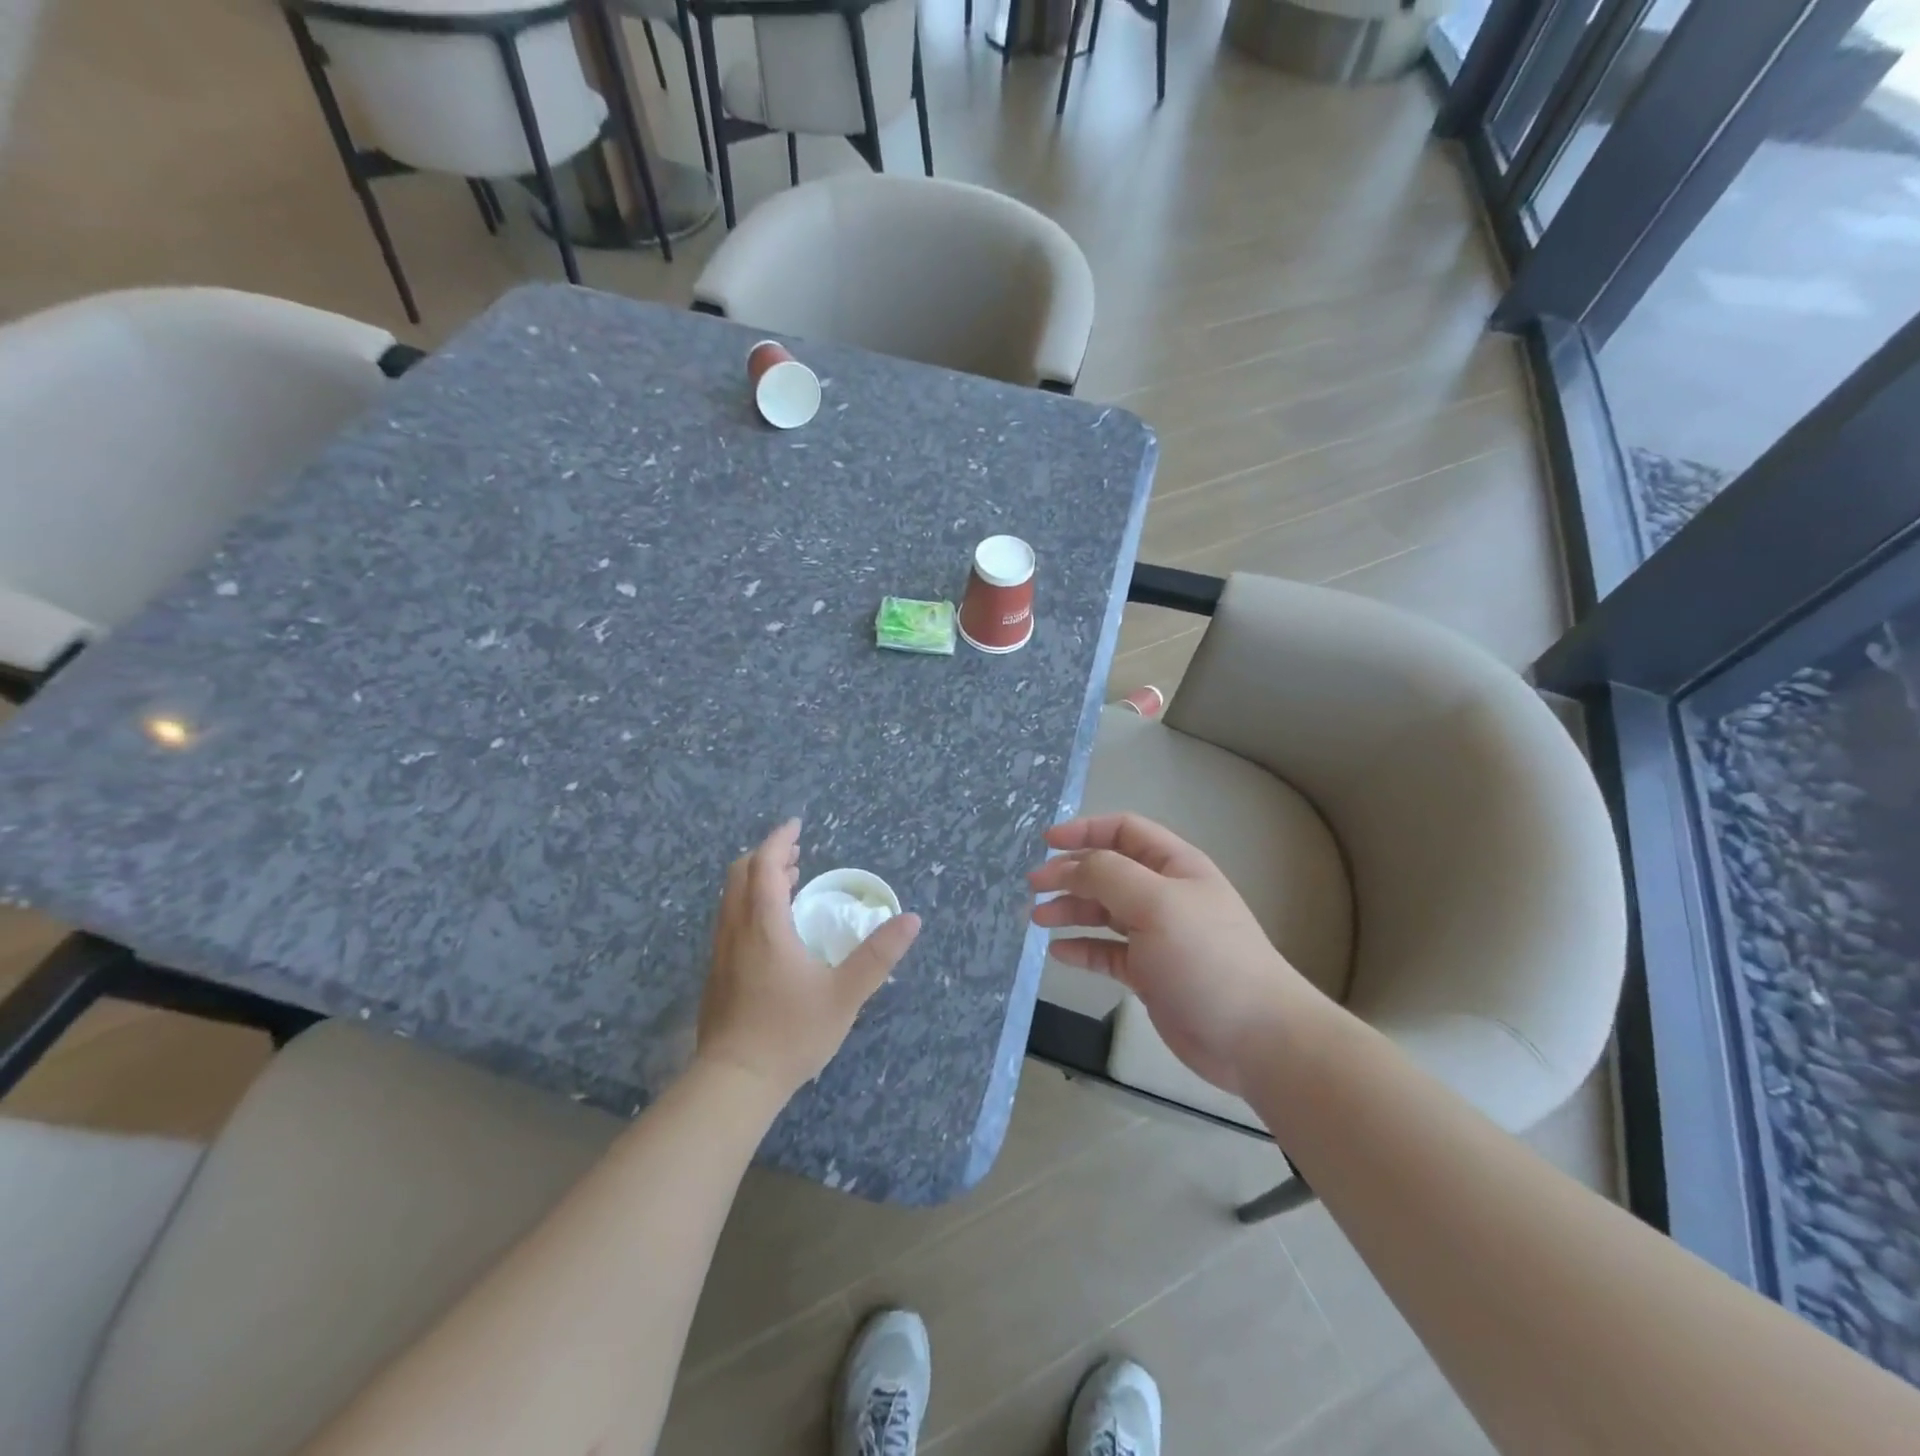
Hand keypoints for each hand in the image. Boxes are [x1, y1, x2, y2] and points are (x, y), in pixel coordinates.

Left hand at [698, 819, 921, 1099]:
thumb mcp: (845, 995)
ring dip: (756, 880)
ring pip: (731, 898)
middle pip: (741, 874)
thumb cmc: (791, 1033)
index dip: (779, 840)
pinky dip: (749, 903)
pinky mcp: (716, 973)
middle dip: (767, 856)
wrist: (734, 1083)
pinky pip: (730, 919)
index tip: (797, 825)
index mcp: (764, 926)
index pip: (764, 865)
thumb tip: (911, 919)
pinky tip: (772, 929)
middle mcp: (736, 930)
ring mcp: (721, 952)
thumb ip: (878, 955)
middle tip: (797, 855)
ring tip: (787, 883)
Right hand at [1030, 813, 1315, 1095]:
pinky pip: (1107, 952)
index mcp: (1174, 865)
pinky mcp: (1149, 973)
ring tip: (1037, 918)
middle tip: (1032, 886)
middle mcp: (1164, 894)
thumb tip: (1068, 866)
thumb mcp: (1156, 903)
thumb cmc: (1206, 957)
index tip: (1046, 842)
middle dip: (1069, 873)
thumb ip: (1108, 875)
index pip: (1123, 831)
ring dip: (1070, 910)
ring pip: (1103, 912)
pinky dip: (1082, 948)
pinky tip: (1058, 952)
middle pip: (1107, 871)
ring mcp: (1157, 935)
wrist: (1255, 1037)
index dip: (1085, 830)